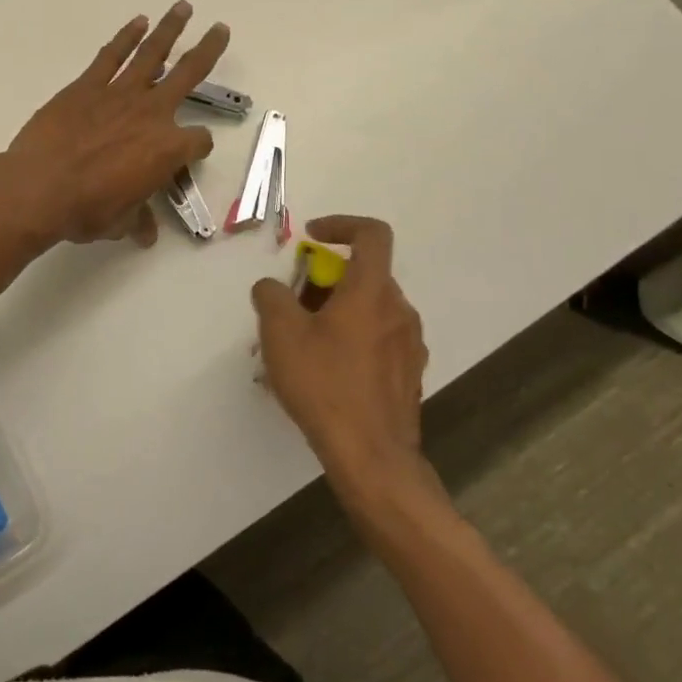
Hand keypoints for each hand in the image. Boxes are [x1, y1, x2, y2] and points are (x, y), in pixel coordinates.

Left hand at [6, 2, 228, 246]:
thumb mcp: (119, 222)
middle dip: (208, 51)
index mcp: (167, 150)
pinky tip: (138, 21)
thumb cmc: (85, 209)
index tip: (188, 154)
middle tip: (221, 30)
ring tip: (183, 8)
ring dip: (170, 29)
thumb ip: (137, 219)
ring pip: (153, 54)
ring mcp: (120, 94)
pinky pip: (112, 55)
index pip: (198, 142)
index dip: (197, 148)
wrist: (39, 187)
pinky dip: (126, 37)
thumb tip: (146, 234)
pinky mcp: (87, 86)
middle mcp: (152, 114)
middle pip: (190, 75)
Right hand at [253, 215, 438, 496]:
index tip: (311, 237)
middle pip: (363, 275)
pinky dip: (350, 338)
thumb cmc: (325, 385)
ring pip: (369, 309)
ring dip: (336, 311)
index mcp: (372, 291)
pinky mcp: (408, 375)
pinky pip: (377, 339)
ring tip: (300, 343)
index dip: (341, 224)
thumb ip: (272, 296)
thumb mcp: (281, 333)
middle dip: (325, 279)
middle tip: (292, 304)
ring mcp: (409, 345)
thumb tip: (273, 287)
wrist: (372, 457)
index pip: (372, 234)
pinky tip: (323, 371)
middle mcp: (399, 310)